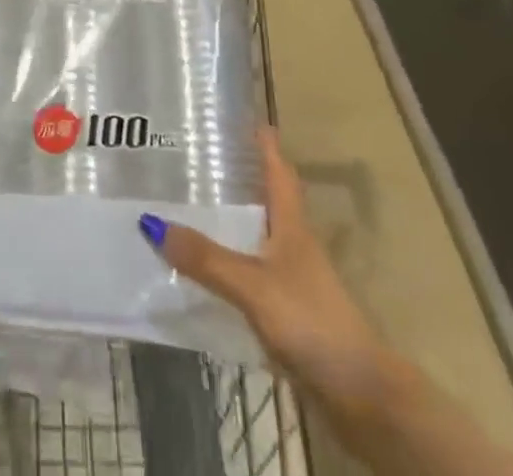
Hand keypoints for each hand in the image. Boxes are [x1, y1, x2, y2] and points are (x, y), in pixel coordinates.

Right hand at [143, 128, 384, 411]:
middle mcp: (294, 243)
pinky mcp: (288, 312)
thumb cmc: (312, 321)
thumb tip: (150, 221)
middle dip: (238, 178)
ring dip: (230, 221)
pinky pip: (250, 273)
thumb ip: (206, 258)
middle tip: (197, 156)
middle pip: (266, 200)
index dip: (264, 143)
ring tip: (190, 205)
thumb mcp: (253, 286)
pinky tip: (204, 268)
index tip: (245, 117)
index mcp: (292, 224)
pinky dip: (229, 263)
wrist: (362, 396)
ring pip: (257, 236)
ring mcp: (294, 279)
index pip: (279, 170)